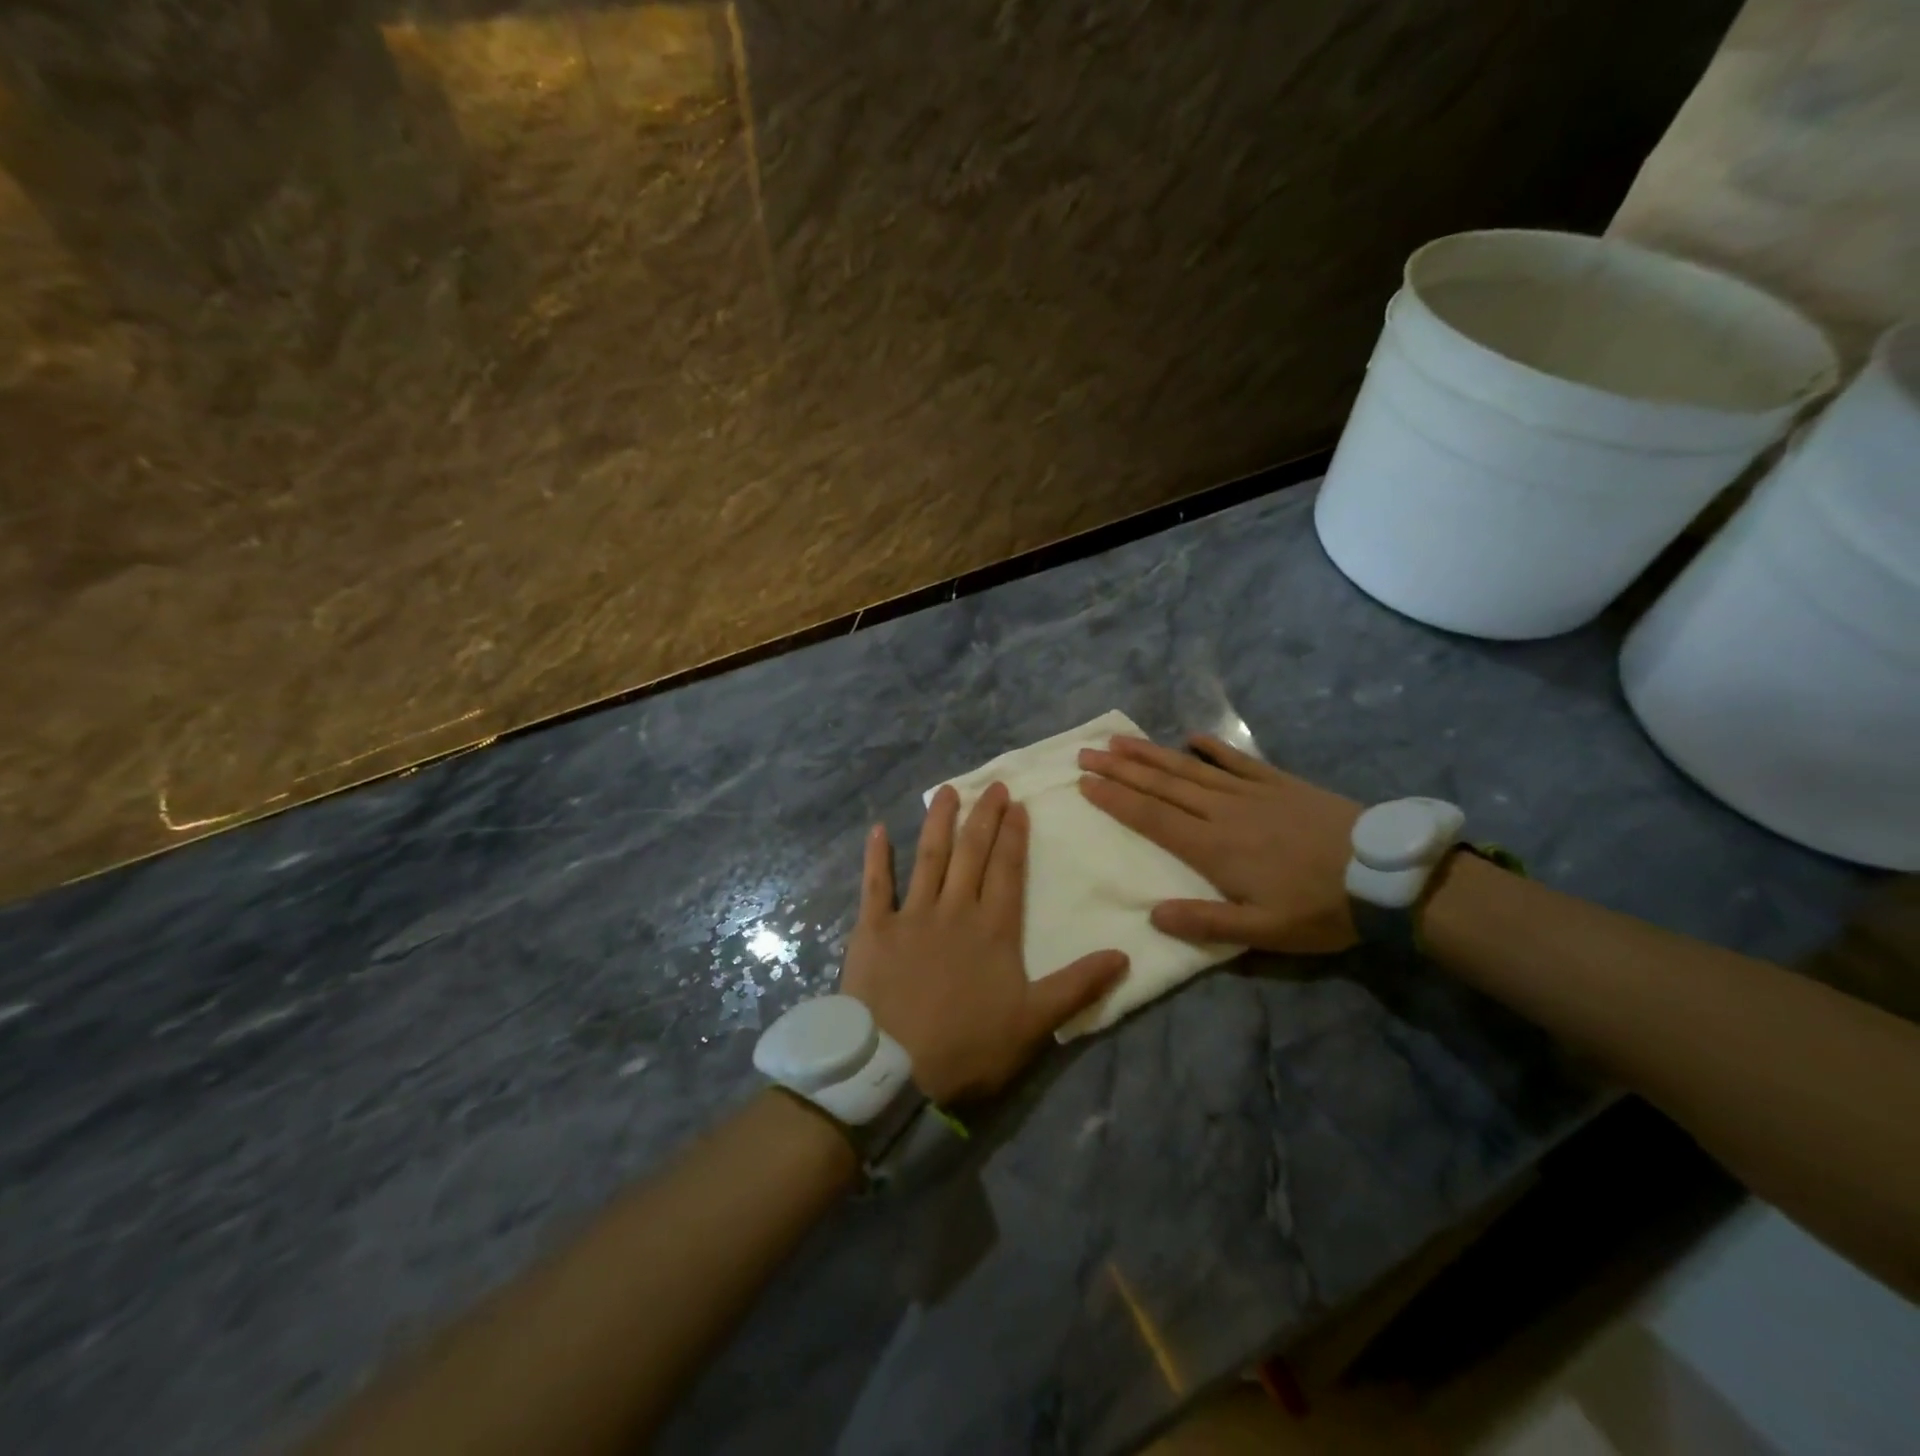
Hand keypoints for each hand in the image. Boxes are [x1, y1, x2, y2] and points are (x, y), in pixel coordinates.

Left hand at [839, 782, 1128, 1103]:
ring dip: (938, 822)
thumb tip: (1124, 954)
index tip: (1017, 805)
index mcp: (993, 929)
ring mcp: (911, 916)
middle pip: (971, 854)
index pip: (1007, 870)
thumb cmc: (968, 1047)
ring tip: (946, 791)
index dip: (1013, 836)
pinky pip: (875, 885)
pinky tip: (877, 829)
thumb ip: (1077, 985)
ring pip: (928, 857)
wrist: (896, 1070)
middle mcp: (954, 910)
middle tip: (991, 785)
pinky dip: (876, 856)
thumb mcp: (1034, 1023)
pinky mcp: (873, 930)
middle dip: (983, 817)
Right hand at [1076, 734, 1361, 953]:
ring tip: (1119, 740)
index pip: (1152, 818)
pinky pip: (1238, 761)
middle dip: (1120, 769)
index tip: (1085, 783)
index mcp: (1214, 848)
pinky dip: (1213, 748)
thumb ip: (1206, 924)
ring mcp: (1251, 793)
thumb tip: (1152, 915)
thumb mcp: (1264, 933)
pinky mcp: (1279, 783)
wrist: (1387, 875)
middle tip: (1086, 753)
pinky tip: (1192, 737)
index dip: (1116, 800)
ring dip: (1151, 754)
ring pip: (1190, 768)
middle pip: (1162, 786)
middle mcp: (1223, 812)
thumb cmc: (1321, 909)